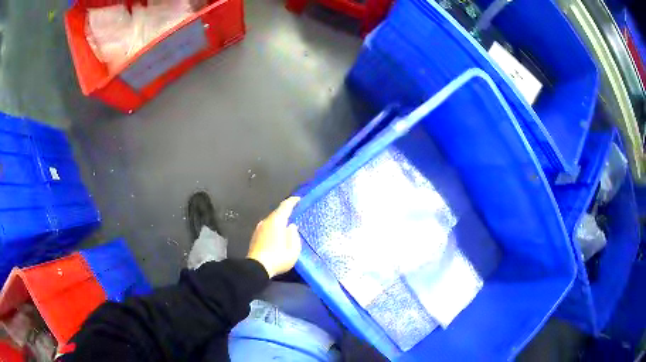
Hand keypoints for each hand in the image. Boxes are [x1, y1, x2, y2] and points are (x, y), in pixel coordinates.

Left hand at [247, 197, 301, 277]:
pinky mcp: (255, 237)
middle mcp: (266, 222)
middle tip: (295, 212)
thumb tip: (291, 226)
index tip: (299, 199)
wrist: (257, 268)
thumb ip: (294, 236)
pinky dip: (273, 227)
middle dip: (286, 211)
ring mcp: (258, 229)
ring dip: (279, 220)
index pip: (285, 206)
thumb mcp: (293, 250)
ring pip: (271, 220)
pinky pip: (267, 227)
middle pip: (277, 213)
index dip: (292, 201)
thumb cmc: (278, 258)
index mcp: (276, 221)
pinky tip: (277, 234)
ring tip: (287, 224)